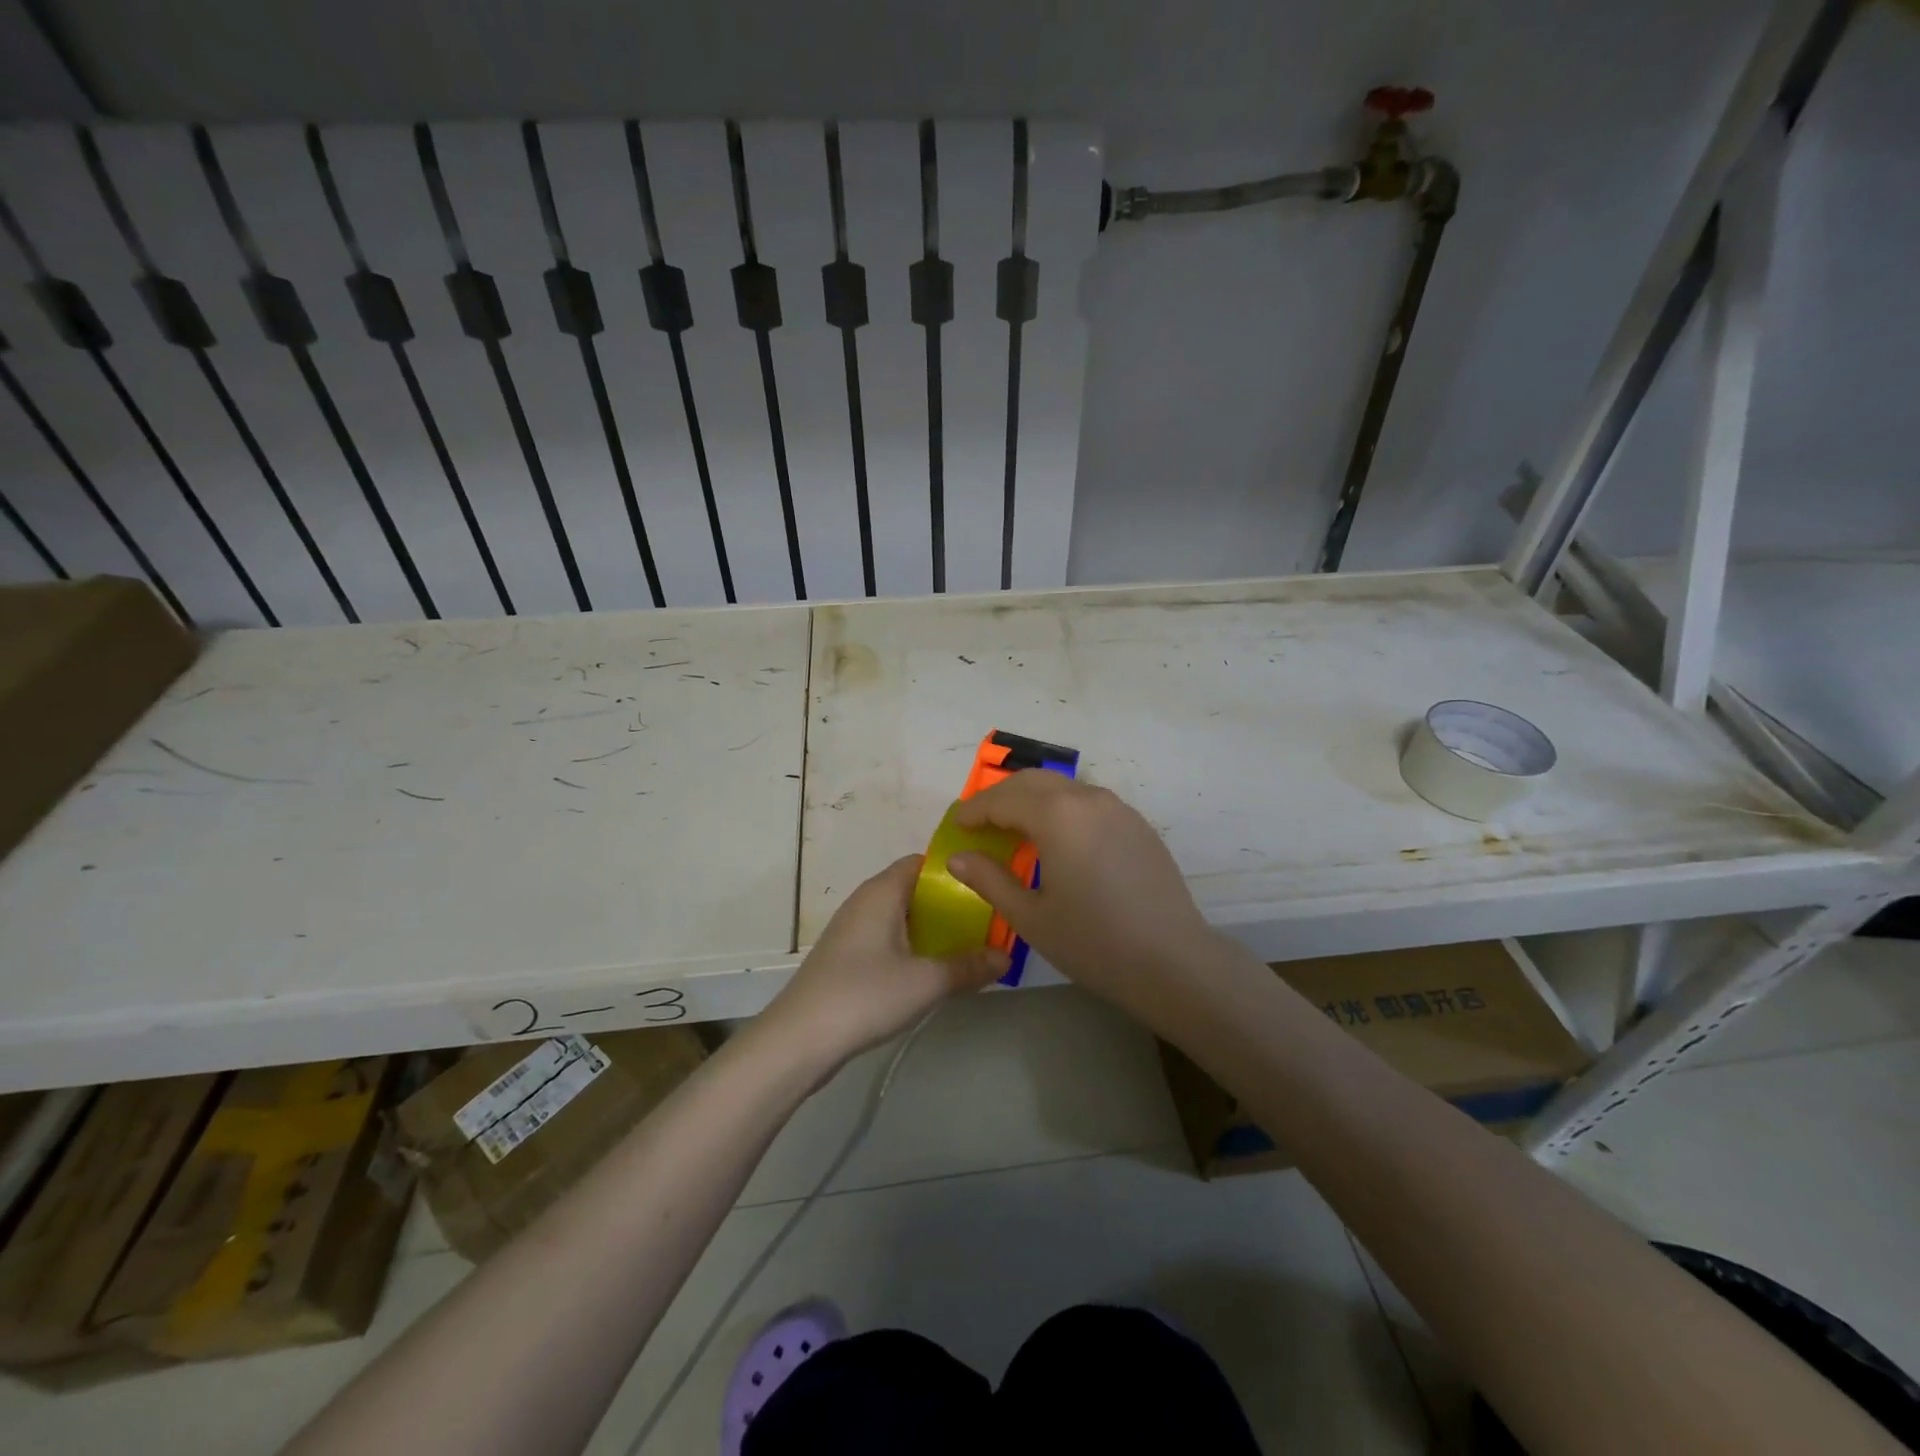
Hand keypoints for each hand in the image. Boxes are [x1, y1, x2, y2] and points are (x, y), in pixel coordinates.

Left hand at [760, 855, 1009, 1070]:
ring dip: (932, 929)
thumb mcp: (926, 982)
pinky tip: (931, 971)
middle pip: (914, 889)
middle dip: (950, 903)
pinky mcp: (846, 957)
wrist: (799, 1039)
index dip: (955, 870)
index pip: (922, 862)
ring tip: (968, 946)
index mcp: (882, 891)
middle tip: (987, 921)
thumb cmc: (865, 995)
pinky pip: (888, 938)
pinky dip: (912, 946)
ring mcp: (852, 930)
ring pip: (901, 917)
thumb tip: (1006, 957)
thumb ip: (969, 966)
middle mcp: (865, 901)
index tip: (987, 885)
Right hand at [947, 771, 1213, 1009]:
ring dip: (1032, 800)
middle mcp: (1087, 798)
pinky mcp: (1137, 824)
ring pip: (1063, 788)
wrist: (1173, 961)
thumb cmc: (1093, 942)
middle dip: (1001, 797)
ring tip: (1015, 831)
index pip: (1002, 799)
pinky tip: (1059, 842)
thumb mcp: (1031, 917)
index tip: (957, 826)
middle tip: (980, 824)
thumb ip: (989, 880)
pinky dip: (1062, 810)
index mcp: (1056, 815)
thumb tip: (958, 858)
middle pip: (1032, 781)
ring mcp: (1118, 808)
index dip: (974, 810)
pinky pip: (1089, 803)